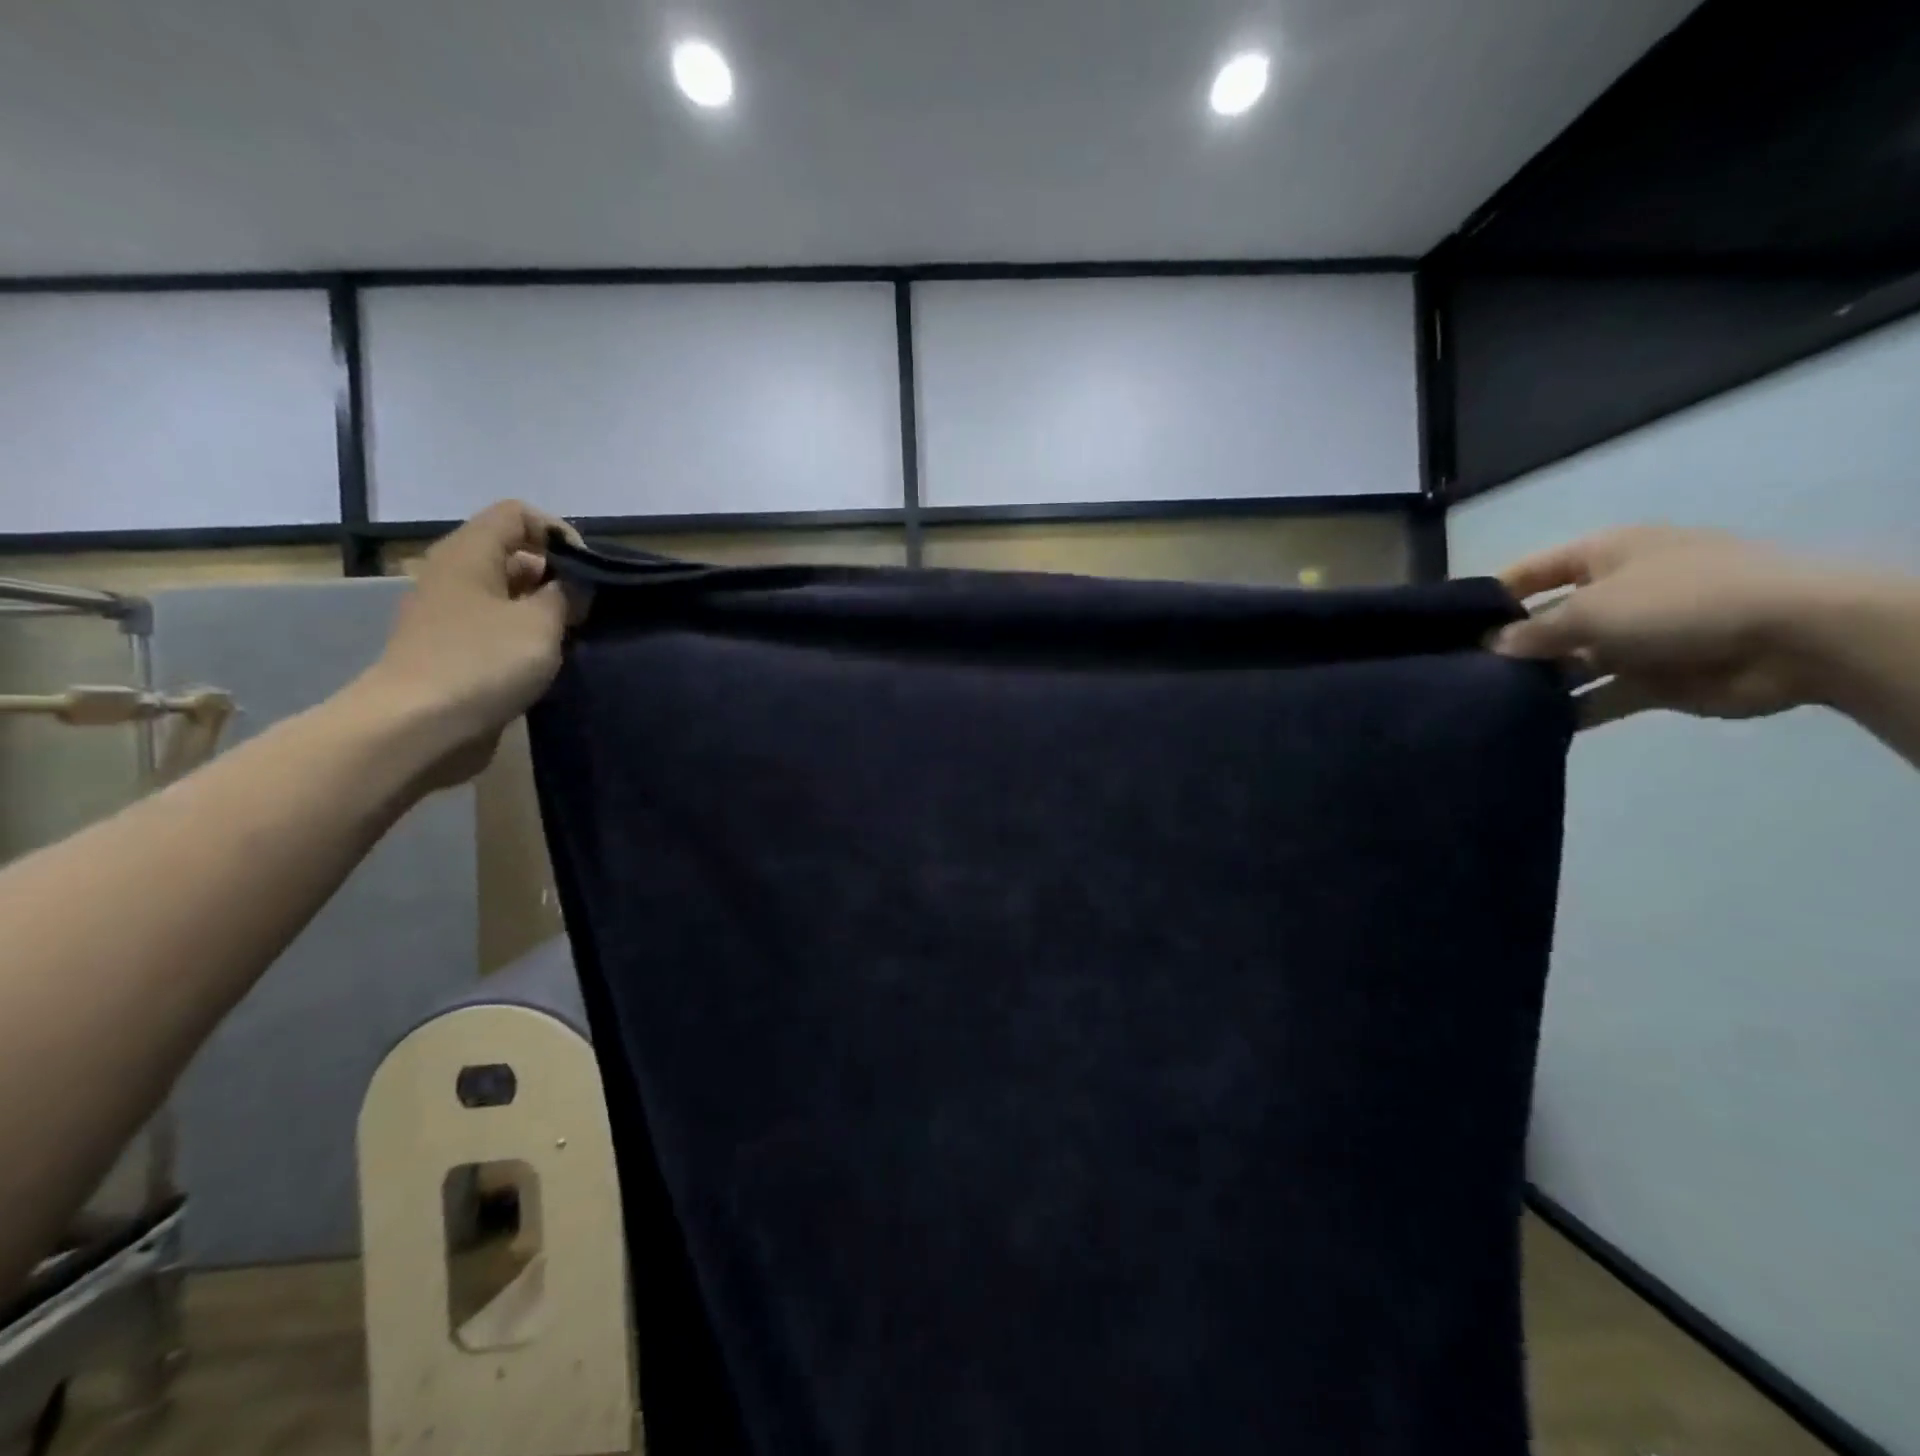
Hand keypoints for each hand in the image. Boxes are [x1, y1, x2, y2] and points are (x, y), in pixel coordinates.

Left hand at [354, 500, 581, 785]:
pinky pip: (498, 629)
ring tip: (571, 640)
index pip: (518, 514)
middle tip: (586, 611)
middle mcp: (455, 575)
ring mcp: (451, 615)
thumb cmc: (483, 662)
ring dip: (545, 612)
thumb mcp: (541, 622)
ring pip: (509, 596)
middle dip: (557, 577)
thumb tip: (574, 586)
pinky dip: (526, 639)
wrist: (417, 727)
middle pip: (514, 554)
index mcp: (469, 553)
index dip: (558, 533)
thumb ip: (567, 594)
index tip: (588, 572)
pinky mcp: (453, 651)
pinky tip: (546, 663)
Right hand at [1490, 526, 1836, 727]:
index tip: (1450, 626)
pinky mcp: (1655, 678)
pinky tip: (1531, 726)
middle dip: (1511, 646)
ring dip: (1538, 681)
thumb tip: (1492, 647)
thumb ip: (1535, 631)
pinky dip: (1572, 711)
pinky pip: (1600, 696)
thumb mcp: (1592, 608)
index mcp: (1605, 556)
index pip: (1532, 571)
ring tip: (1486, 703)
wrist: (1794, 637)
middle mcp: (1617, 593)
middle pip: (1549, 620)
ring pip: (1572, 661)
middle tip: (1459, 673)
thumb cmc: (1679, 601)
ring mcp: (1638, 637)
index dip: (1492, 595)